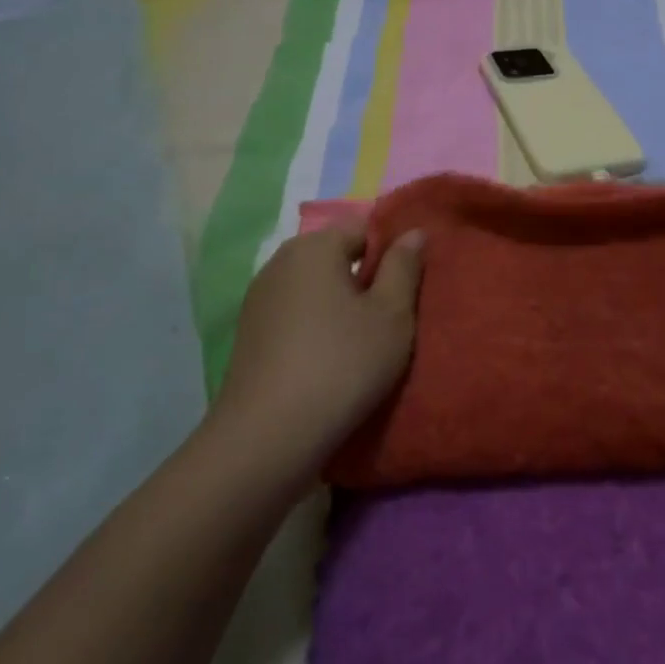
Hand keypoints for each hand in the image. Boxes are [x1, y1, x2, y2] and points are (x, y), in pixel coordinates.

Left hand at [211, 221, 425, 478]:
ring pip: (315, 287)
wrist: (269, 436)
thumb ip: (404, 267)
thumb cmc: (342, 364)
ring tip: (366, 340)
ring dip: (341, 304)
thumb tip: (413, 232)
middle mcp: (280, 262)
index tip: (411, 283)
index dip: (392, 250)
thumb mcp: (391, 315)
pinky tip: (332, 359)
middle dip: (366, 277)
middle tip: (395, 314)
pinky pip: (296, 314)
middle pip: (336, 255)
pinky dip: (317, 325)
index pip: (364, 227)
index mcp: (314, 246)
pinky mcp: (250, 334)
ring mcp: (259, 299)